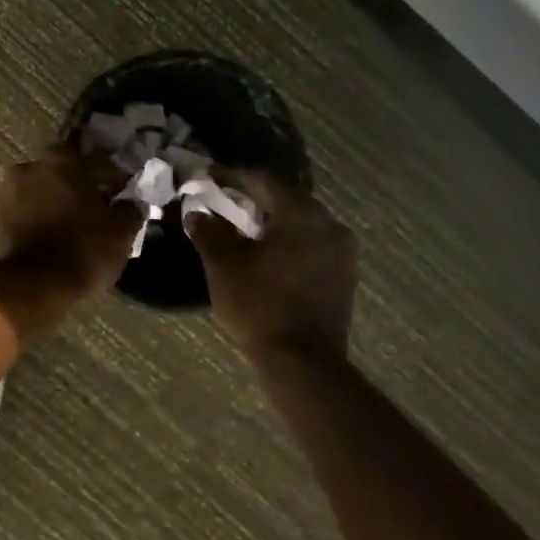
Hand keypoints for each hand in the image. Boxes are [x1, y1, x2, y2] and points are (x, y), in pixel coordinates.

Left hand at [0, 143, 144, 298]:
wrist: (37, 283)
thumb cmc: (84, 248)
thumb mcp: (121, 230)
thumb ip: (130, 209)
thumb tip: (133, 202)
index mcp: (63, 160)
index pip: (97, 161)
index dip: (114, 177)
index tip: (124, 193)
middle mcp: (33, 166)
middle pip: (66, 169)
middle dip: (83, 183)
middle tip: (100, 203)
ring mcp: (12, 190)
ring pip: (46, 187)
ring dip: (61, 197)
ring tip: (78, 219)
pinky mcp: (1, 215)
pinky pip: (31, 206)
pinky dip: (45, 212)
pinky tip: (60, 229)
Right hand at [186, 170, 357, 360]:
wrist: (303, 364)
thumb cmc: (260, 306)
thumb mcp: (223, 264)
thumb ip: (208, 230)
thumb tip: (197, 211)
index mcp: (302, 214)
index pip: (262, 179)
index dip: (230, 176)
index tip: (206, 177)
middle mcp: (329, 224)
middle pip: (284, 197)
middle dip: (250, 197)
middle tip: (220, 200)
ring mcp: (341, 251)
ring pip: (298, 221)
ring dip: (268, 220)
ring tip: (239, 227)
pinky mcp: (342, 275)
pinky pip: (309, 243)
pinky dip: (284, 240)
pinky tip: (264, 252)